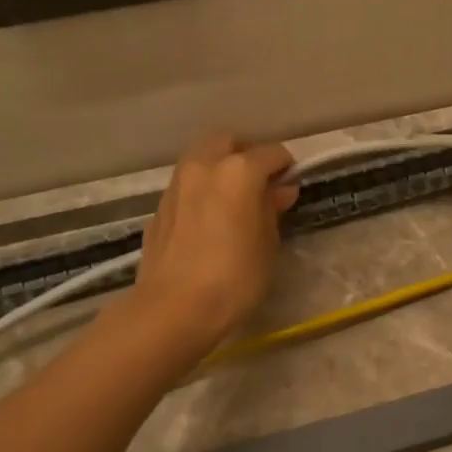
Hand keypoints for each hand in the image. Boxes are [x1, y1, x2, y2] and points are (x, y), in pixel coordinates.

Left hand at [133, 133, 298, 351]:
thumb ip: (272, 210)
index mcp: (238, 171)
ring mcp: (177, 184)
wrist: (174, 308)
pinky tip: (210, 219)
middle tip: (261, 185)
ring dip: (221, 169)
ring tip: (235, 201)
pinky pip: (187, 185)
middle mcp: (204, 166)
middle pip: (229, 143)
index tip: (291, 185)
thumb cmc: (234, 277)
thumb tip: (280, 191)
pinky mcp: (159, 206)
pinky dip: (202, 190)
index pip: (271, 154)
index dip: (286, 167)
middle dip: (247, 155)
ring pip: (202, 159)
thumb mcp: (267, 244)